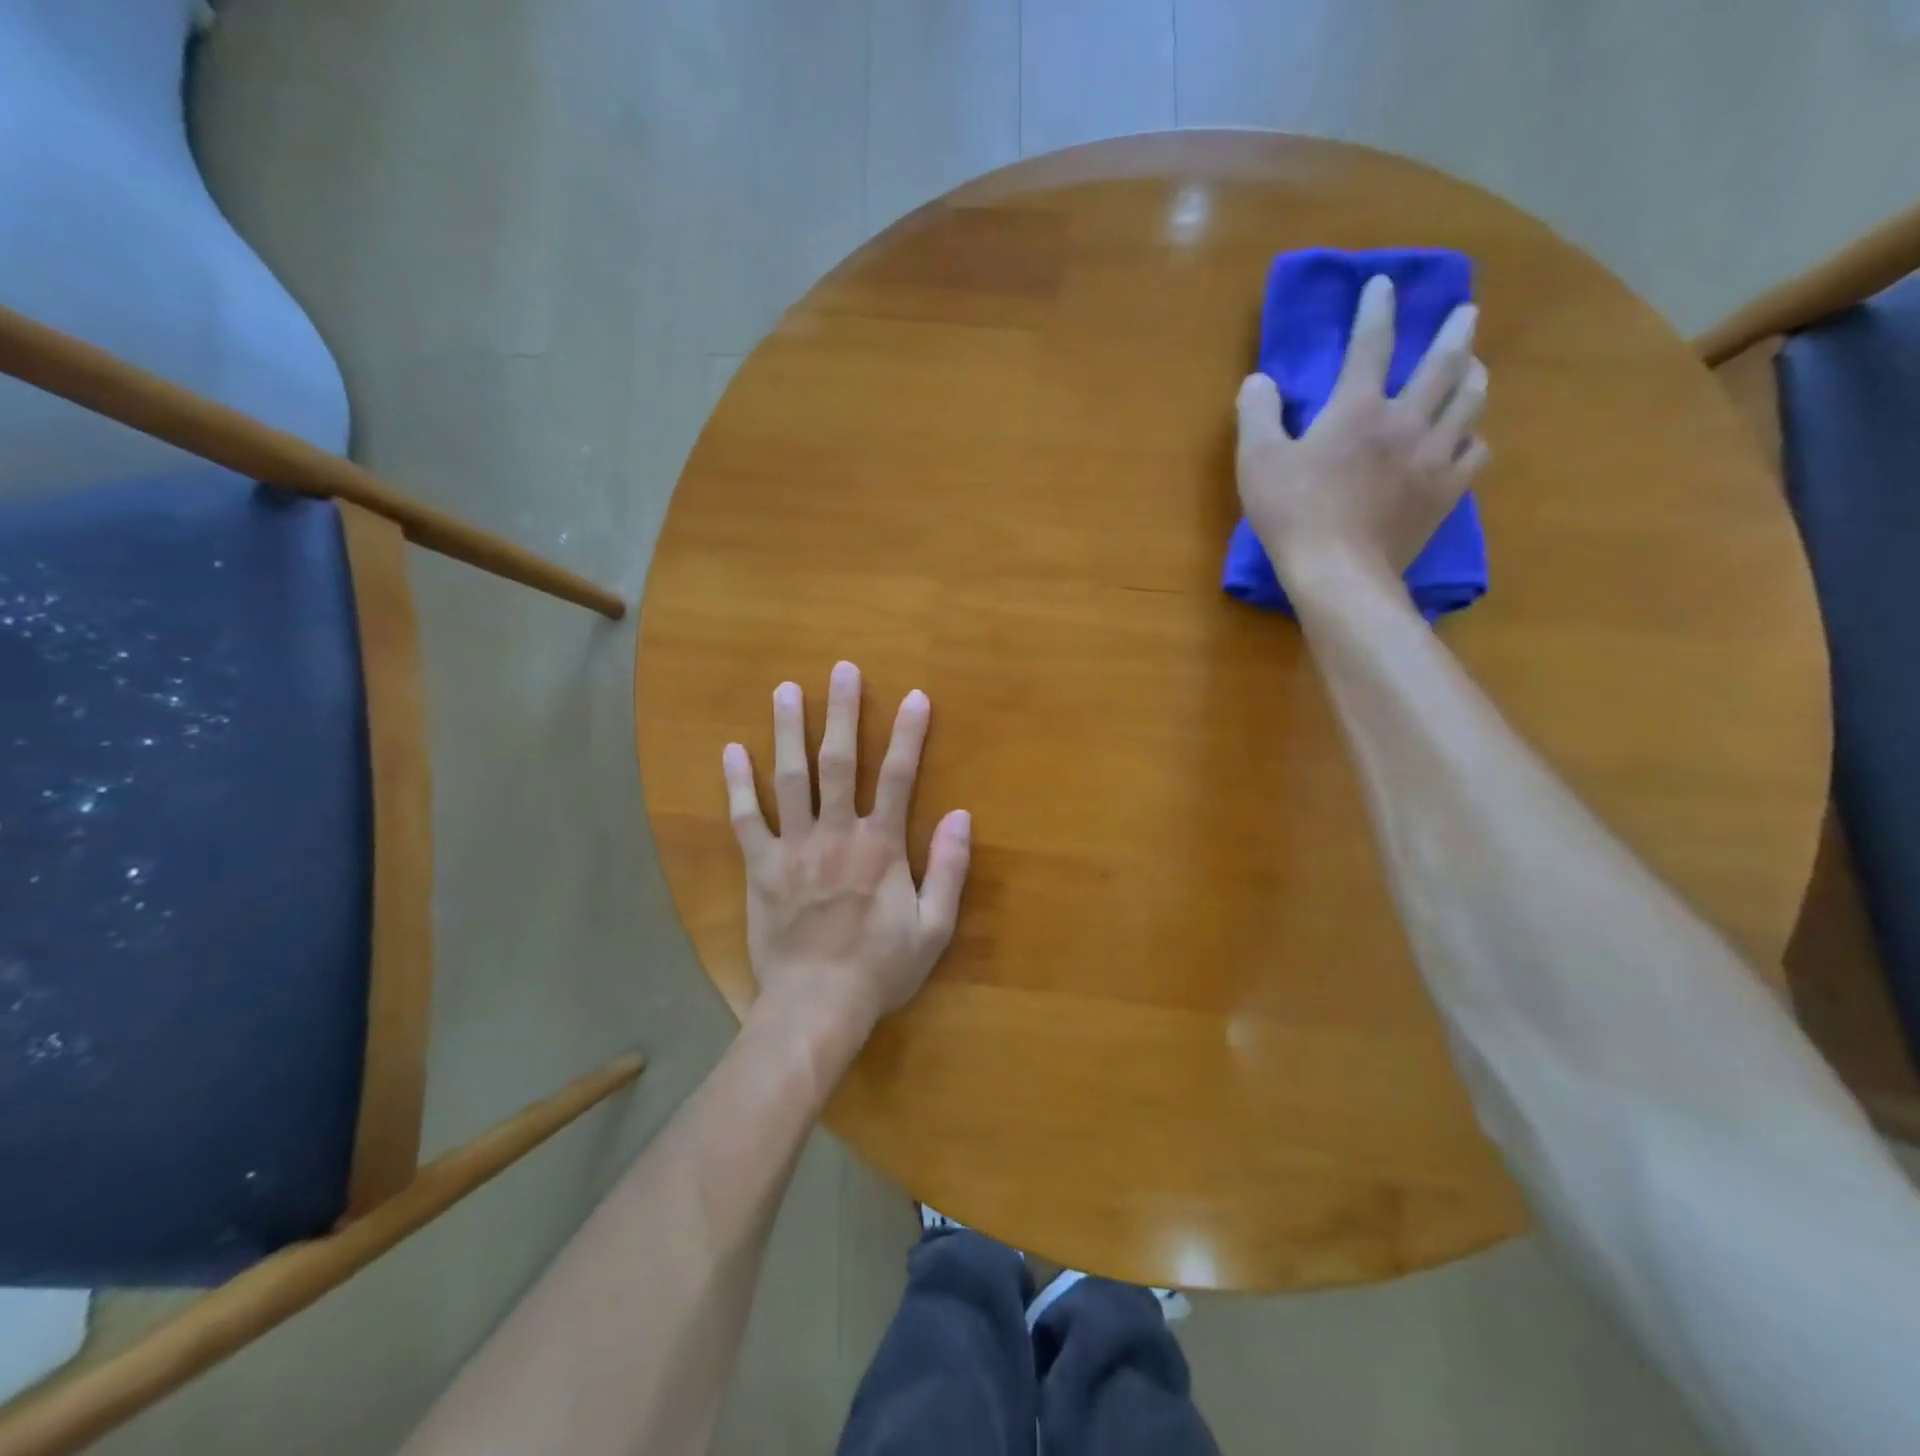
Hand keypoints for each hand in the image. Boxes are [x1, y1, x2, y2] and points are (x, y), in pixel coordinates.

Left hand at [722, 661, 971, 1049]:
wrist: (817, 1004)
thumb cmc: (880, 967)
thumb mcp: (935, 927)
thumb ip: (949, 869)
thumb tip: (962, 815)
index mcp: (881, 846)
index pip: (899, 777)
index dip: (909, 735)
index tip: (915, 697)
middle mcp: (836, 833)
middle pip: (839, 762)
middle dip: (842, 713)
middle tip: (841, 670)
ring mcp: (794, 847)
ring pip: (790, 778)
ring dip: (788, 732)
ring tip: (785, 690)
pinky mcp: (761, 867)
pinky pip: (746, 819)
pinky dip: (737, 785)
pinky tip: (731, 752)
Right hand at [1236, 275, 1488, 603]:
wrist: (1338, 572)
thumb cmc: (1293, 514)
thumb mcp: (1257, 462)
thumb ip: (1257, 414)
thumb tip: (1260, 380)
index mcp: (1358, 408)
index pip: (1372, 344)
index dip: (1377, 310)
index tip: (1383, 285)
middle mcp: (1406, 420)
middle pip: (1443, 363)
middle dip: (1455, 331)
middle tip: (1467, 312)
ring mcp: (1433, 457)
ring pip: (1469, 403)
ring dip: (1473, 376)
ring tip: (1474, 368)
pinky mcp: (1445, 493)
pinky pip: (1474, 453)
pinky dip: (1473, 438)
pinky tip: (1468, 438)